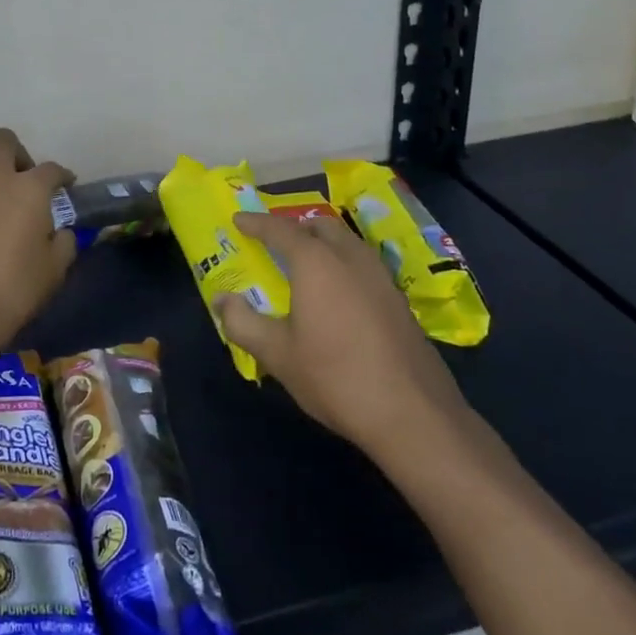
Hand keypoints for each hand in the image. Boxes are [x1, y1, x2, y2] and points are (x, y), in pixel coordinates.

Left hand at [0, 128, 75, 365]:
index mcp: (29, 189)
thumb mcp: (55, 269)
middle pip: (3, 141)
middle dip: (17, 152)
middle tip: (24, 178)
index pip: (52, 169)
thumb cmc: (16, 287)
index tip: (66, 186)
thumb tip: (60, 232)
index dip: (62, 176)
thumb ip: (63, 243)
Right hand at [215, 211, 474, 476]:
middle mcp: (351, 259)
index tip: (239, 220)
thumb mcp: (277, 354)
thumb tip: (222, 300)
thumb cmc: (335, 377)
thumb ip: (243, 323)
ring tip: (306, 263)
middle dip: (295, 227)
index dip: (257, 223)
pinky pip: (364, 266)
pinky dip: (343, 265)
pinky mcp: (400, 302)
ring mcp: (381, 279)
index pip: (281, 230)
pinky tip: (338, 294)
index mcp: (317, 262)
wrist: (413, 415)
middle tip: (275, 241)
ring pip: (348, 243)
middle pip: (321, 227)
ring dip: (324, 243)